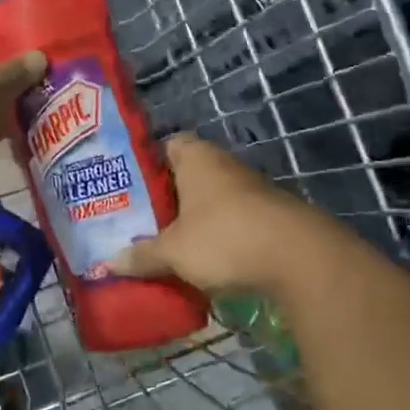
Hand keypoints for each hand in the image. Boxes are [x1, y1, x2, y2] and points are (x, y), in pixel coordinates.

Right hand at [106, 133, 317, 294]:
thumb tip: (107, 265)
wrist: (302, 260)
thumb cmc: (225, 238)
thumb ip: (141, 255)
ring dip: (192, 218)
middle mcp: (224, 166)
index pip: (167, 145)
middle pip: (187, 175)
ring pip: (210, 200)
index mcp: (197, 158)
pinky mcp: (270, 217)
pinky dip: (217, 235)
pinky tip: (201, 258)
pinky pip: (232, 221)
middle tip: (137, 219)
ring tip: (165, 241)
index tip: (127, 185)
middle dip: (165, 197)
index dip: (146, 162)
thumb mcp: (173, 251)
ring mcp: (251, 191)